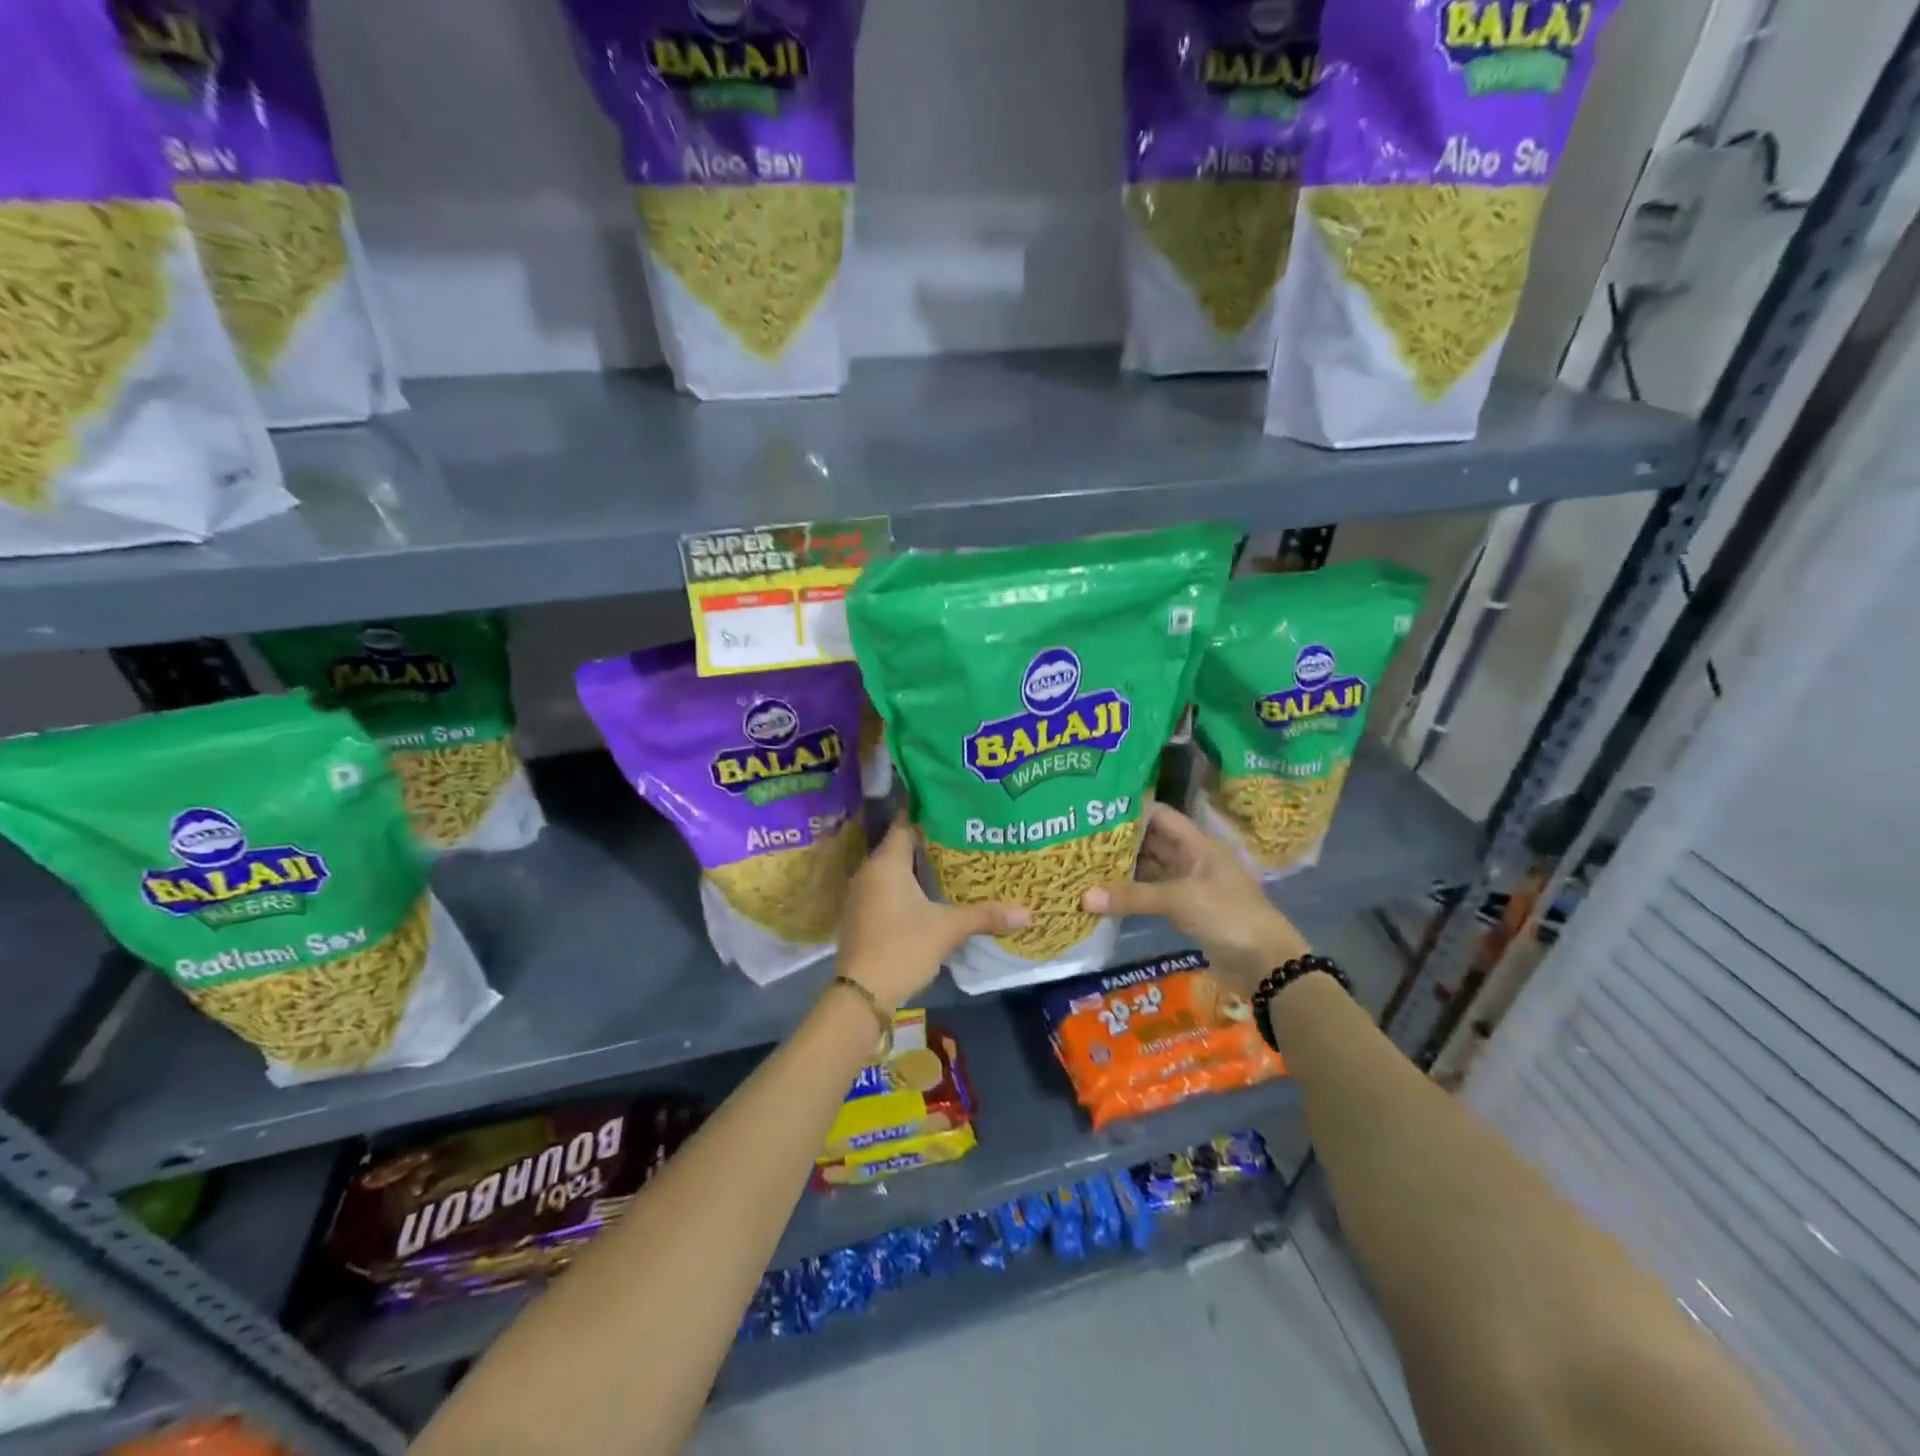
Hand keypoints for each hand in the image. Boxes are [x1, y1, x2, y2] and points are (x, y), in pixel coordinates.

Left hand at [836, 816, 1029, 1010]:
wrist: (861, 994)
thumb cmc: (902, 948)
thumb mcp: (947, 930)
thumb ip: (985, 916)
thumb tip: (1027, 912)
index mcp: (886, 863)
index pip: (904, 823)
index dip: (925, 812)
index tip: (951, 805)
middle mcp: (869, 871)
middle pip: (899, 845)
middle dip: (928, 840)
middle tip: (961, 835)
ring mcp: (861, 893)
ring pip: (892, 869)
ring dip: (916, 866)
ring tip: (951, 862)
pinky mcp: (861, 914)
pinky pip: (885, 888)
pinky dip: (905, 886)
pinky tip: (929, 894)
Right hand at [1083, 802, 1308, 993]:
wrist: (1266, 964)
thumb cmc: (1229, 916)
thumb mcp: (1180, 900)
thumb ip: (1133, 897)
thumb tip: (1083, 898)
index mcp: (1197, 843)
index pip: (1159, 815)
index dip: (1130, 810)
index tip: (1094, 810)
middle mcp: (1191, 858)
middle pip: (1150, 842)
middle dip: (1119, 842)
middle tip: (1080, 840)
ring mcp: (1188, 885)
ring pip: (1149, 870)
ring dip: (1122, 870)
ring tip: (1084, 865)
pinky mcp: (1185, 910)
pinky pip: (1152, 895)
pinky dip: (1131, 895)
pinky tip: (1104, 896)